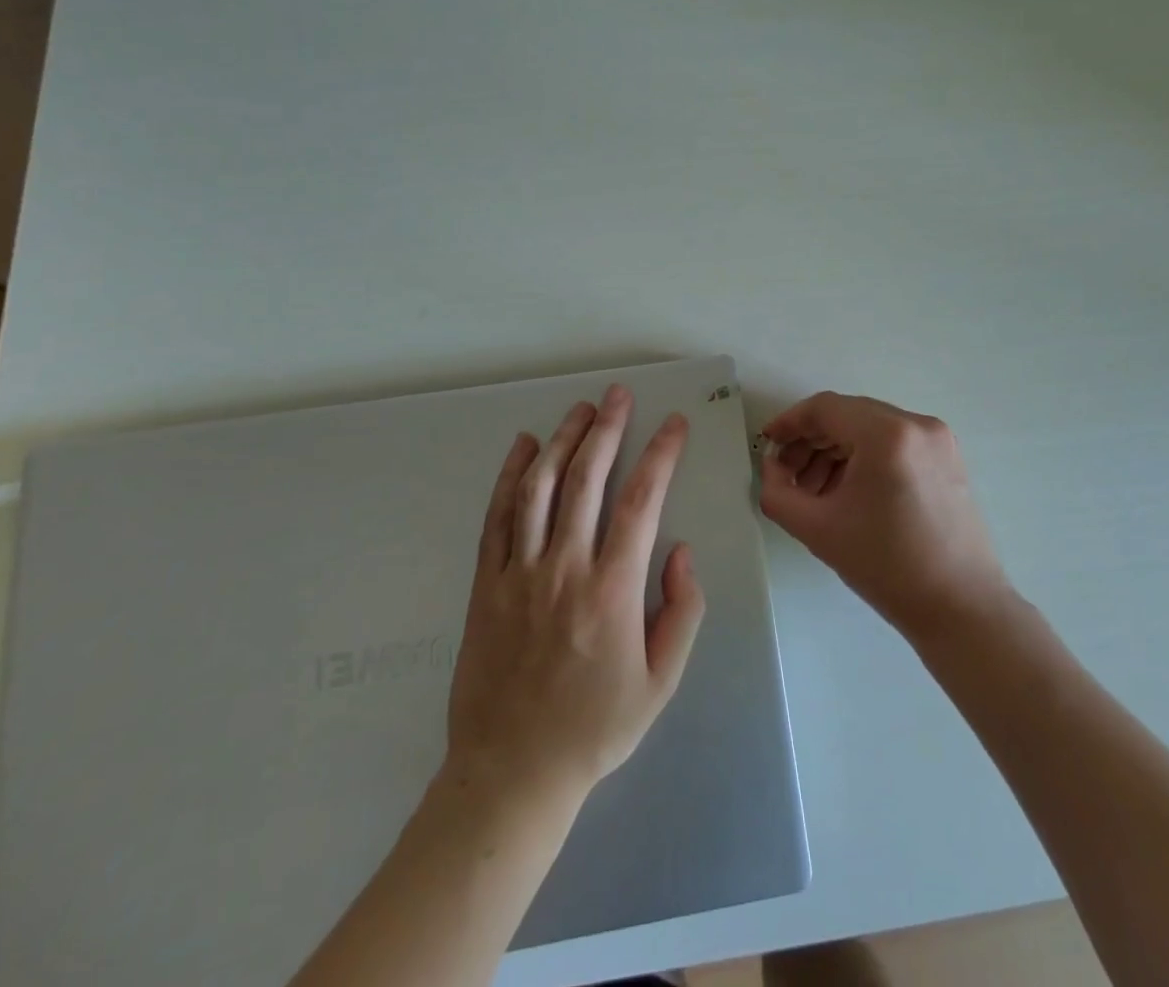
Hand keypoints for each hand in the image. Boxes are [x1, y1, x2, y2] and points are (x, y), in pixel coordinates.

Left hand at [445, 385, 706, 805]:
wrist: (511, 773)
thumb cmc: (595, 728)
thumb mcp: (661, 682)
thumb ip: (682, 612)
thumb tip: (680, 551)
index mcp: (612, 589)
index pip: (642, 501)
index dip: (661, 455)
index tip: (674, 424)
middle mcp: (564, 568)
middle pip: (587, 479)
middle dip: (607, 429)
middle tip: (619, 394)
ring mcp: (519, 572)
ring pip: (540, 488)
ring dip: (562, 440)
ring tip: (581, 409)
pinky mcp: (486, 583)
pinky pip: (497, 517)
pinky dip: (510, 476)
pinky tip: (522, 446)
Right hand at [760, 392, 1005, 637]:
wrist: (960, 608)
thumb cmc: (886, 567)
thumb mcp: (817, 529)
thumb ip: (777, 492)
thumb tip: (772, 467)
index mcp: (887, 435)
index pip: (825, 409)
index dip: (789, 423)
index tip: (768, 444)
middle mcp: (916, 424)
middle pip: (848, 415)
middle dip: (811, 440)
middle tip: (786, 474)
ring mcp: (937, 439)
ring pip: (870, 428)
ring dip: (836, 450)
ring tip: (814, 490)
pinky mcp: (947, 457)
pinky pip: (893, 442)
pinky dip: (864, 457)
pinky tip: (847, 491)